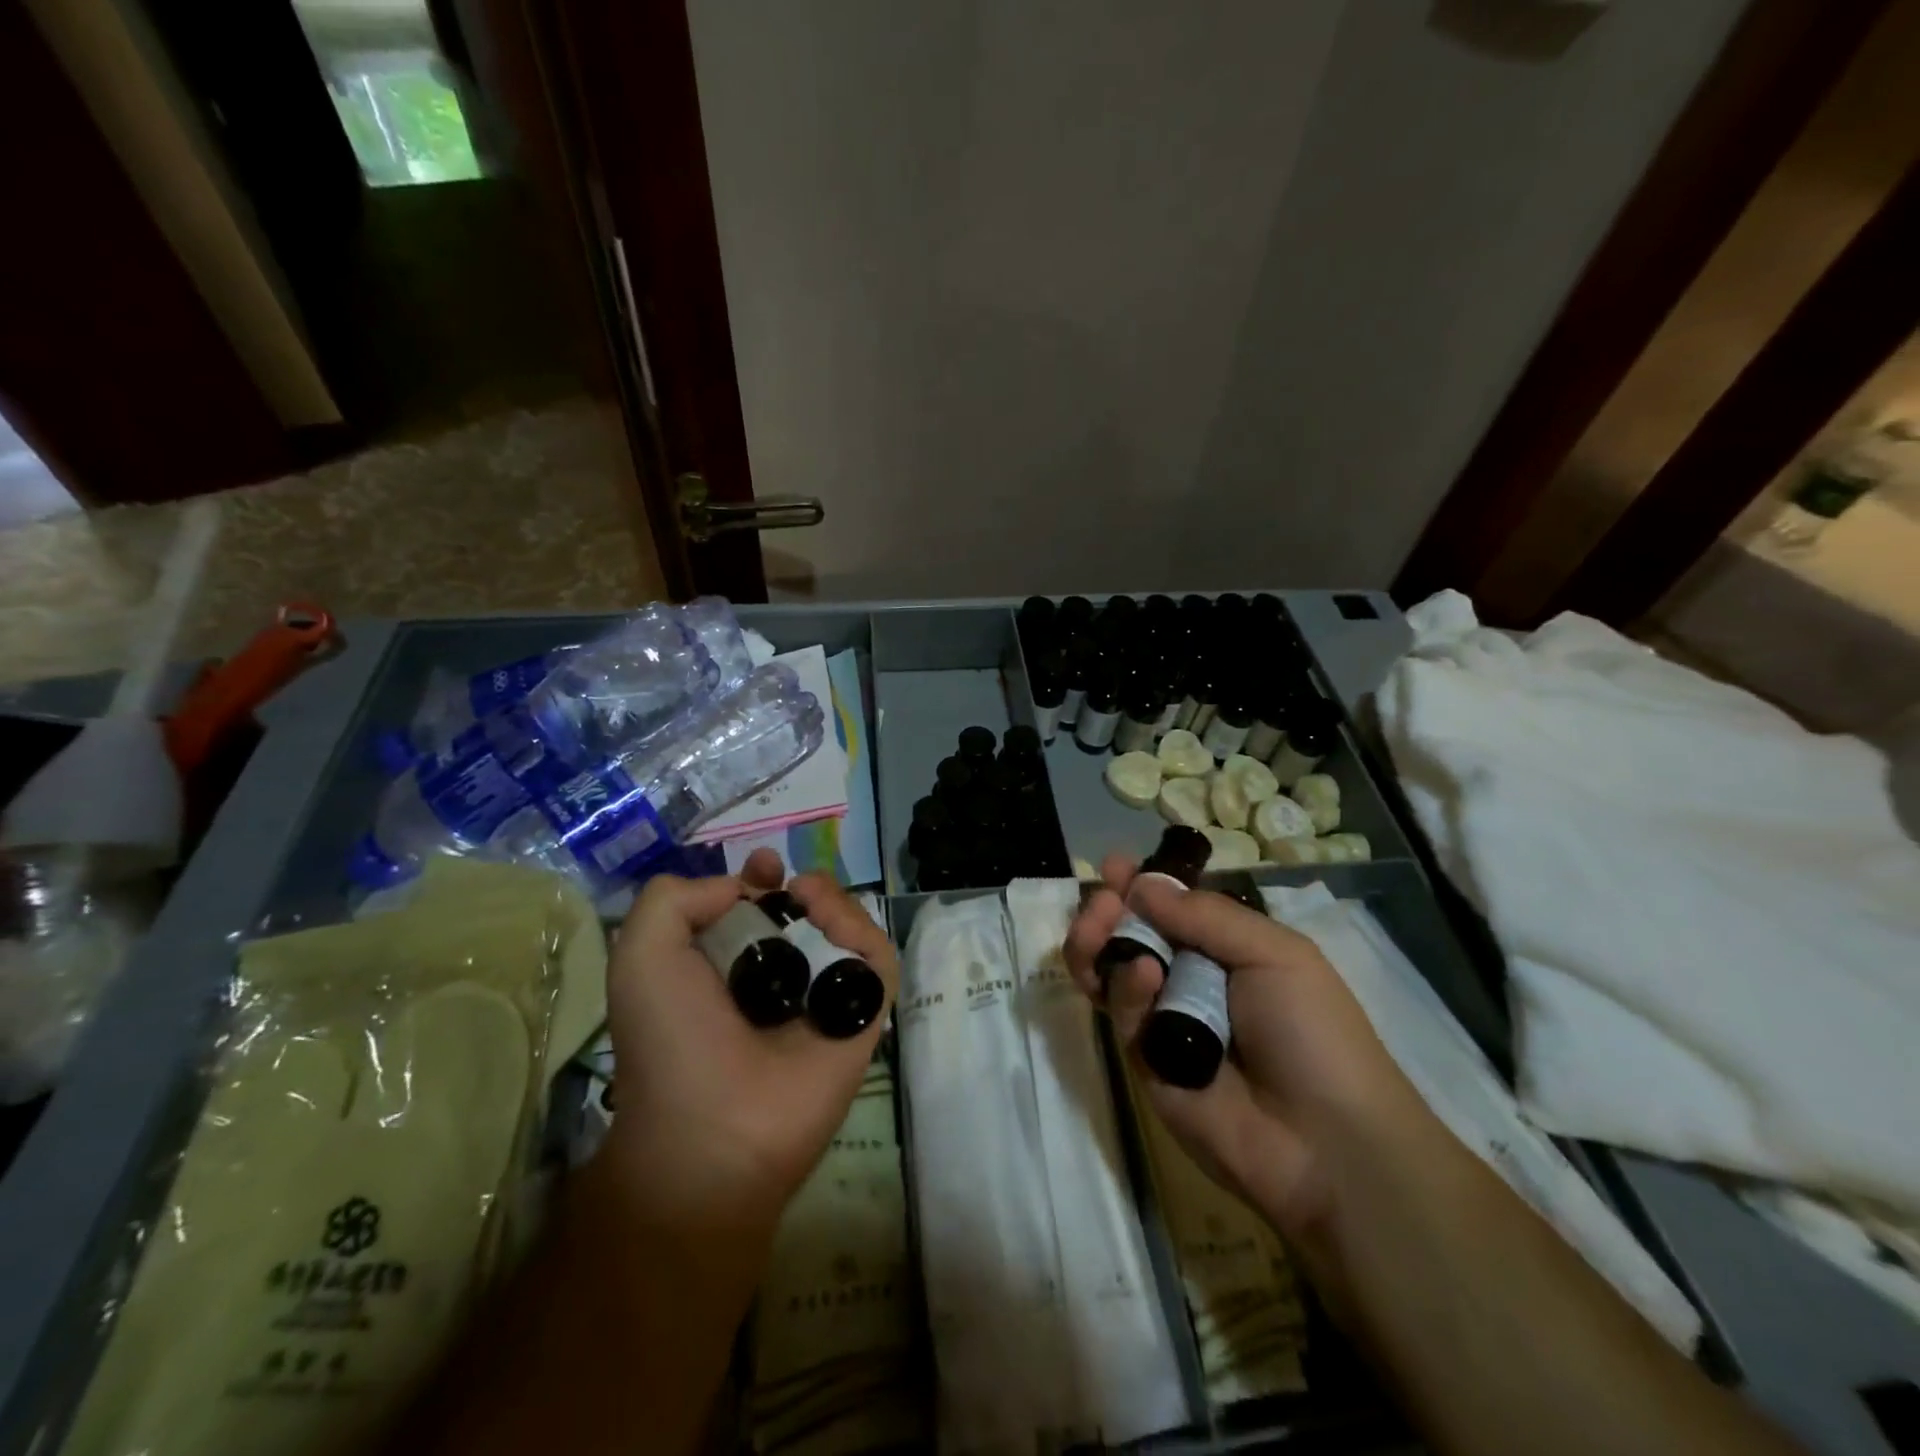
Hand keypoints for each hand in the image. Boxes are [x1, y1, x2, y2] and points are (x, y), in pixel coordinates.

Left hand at [596, 850, 897, 1237]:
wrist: (710, 1129)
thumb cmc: (670, 1040)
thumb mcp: (642, 955)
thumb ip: (675, 899)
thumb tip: (742, 888)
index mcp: (730, 968)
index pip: (760, 911)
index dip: (763, 880)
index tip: (764, 867)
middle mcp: (780, 980)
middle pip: (809, 914)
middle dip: (806, 886)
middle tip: (795, 883)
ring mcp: (824, 998)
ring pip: (848, 929)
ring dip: (835, 901)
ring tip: (810, 899)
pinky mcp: (864, 1016)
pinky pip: (877, 961)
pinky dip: (864, 931)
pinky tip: (835, 925)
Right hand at [1064, 855, 1429, 1274]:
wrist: (1325, 1142)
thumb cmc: (1313, 1031)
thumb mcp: (1274, 953)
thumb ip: (1204, 915)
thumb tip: (1141, 883)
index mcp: (1223, 950)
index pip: (1169, 908)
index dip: (1140, 886)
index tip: (1112, 865)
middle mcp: (1187, 979)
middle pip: (1130, 935)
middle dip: (1107, 910)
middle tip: (1101, 899)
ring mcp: (1163, 1020)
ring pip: (1111, 971)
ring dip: (1098, 940)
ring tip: (1098, 923)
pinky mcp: (1144, 1060)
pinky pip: (1123, 1012)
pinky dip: (1126, 988)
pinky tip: (1144, 976)